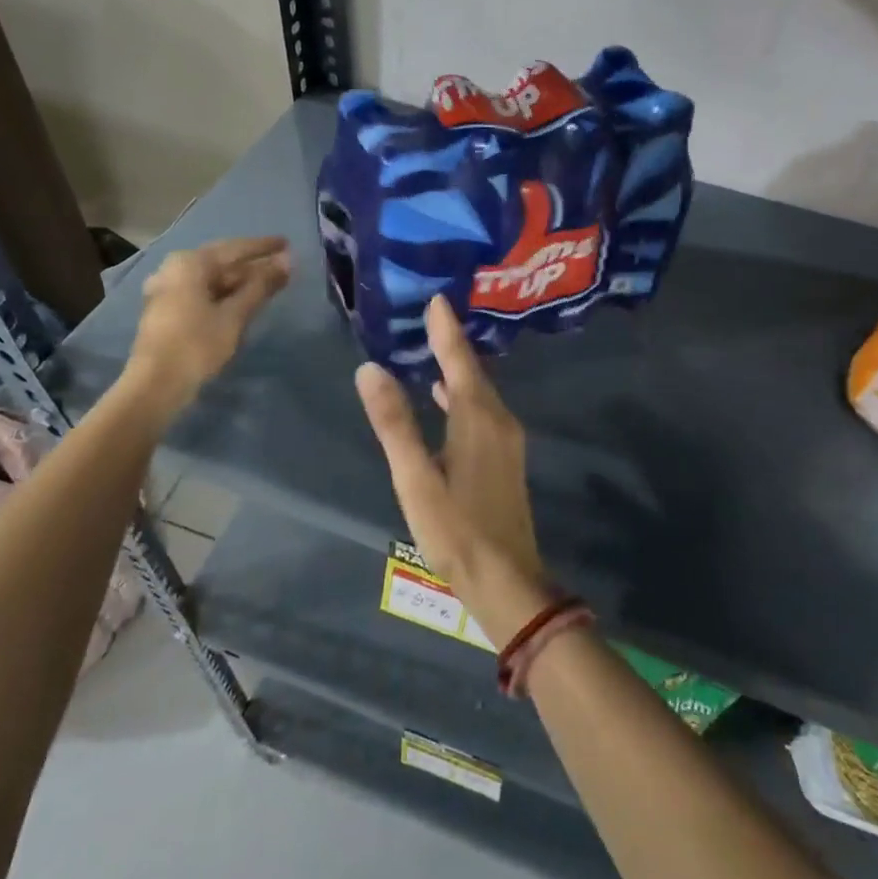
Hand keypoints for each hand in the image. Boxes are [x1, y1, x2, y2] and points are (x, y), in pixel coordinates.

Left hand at [119, 236, 289, 422]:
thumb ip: (261, 285)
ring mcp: (167, 290)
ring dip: (240, 281)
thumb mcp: (235, 315)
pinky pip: (202, 293)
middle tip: (282, 264)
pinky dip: (224, 294)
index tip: (287, 242)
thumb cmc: (197, 344)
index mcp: (190, 263)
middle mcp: (174, 269)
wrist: (156, 385)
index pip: (235, 248)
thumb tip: (287, 261)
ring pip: (211, 279)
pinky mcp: (167, 310)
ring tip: (268, 283)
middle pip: (222, 262)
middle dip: (253, 265)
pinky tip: (243, 301)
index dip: (263, 247)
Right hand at [355, 293, 551, 646]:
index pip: (459, 360)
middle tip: (430, 314)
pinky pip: (482, 410)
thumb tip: (370, 369)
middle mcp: (498, 420)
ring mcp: (506, 440)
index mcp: (478, 418)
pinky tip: (445, 399)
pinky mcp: (505, 458)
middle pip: (473, 371)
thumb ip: (394, 423)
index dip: (446, 329)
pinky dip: (462, 396)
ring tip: (434, 348)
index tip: (437, 298)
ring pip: (479, 392)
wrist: (507, 580)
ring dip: (458, 368)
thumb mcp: (415, 478)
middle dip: (452, 341)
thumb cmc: (456, 530)